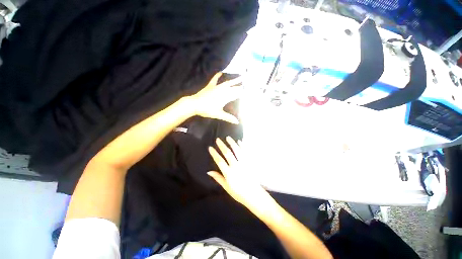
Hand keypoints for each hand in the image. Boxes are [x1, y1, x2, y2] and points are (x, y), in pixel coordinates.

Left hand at [191, 73, 241, 123]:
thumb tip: (237, 122)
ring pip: (226, 83)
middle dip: (239, 87)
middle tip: (246, 84)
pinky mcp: (210, 86)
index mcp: (224, 98)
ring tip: (240, 77)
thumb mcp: (218, 114)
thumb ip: (228, 118)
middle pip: (232, 88)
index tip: (247, 91)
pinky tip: (221, 72)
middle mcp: (221, 91)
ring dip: (233, 81)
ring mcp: (215, 88)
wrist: (194, 104)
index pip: (235, 94)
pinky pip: (214, 80)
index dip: (241, 92)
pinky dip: (217, 76)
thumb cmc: (207, 110)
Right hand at [208, 136, 270, 208]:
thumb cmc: (239, 193)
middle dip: (222, 145)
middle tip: (218, 139)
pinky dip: (242, 146)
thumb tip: (208, 171)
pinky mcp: (250, 163)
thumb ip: (218, 178)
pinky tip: (240, 141)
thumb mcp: (226, 187)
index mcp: (229, 173)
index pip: (219, 161)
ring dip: (232, 143)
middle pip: (227, 153)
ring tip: (228, 138)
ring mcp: (244, 163)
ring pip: (237, 150)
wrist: (254, 195)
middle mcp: (236, 166)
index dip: (214, 154)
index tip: (210, 148)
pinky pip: (246, 152)